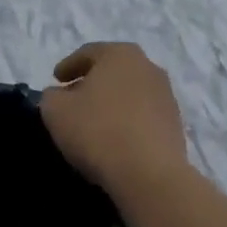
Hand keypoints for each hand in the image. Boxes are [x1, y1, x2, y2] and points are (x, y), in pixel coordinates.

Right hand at [39, 42, 189, 197]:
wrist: (149, 173)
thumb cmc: (97, 131)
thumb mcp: (56, 110)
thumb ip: (51, 96)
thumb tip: (60, 95)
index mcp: (120, 55)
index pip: (88, 53)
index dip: (68, 65)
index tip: (56, 79)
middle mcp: (148, 67)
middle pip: (113, 71)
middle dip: (92, 82)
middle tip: (73, 98)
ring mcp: (166, 96)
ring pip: (130, 93)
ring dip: (112, 102)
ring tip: (94, 121)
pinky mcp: (175, 124)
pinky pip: (143, 115)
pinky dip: (127, 121)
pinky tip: (115, 138)